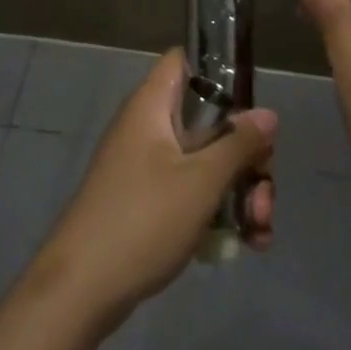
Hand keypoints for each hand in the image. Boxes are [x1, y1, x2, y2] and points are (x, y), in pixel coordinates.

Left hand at [31, 49, 276, 329]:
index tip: (254, 104)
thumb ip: (238, 144)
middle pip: (209, 121)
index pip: (185, 61)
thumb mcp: (201, 181)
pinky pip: (192, 191)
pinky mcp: (148, 201)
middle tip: (264, 193)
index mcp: (151, 106)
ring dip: (240, 191)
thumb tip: (267, 113)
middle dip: (246, 156)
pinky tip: (247, 243)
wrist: (82, 288)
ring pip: (206, 161)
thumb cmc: (143, 220)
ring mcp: (147, 166)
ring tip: (260, 232)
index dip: (220, 71)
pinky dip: (219, 210)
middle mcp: (148, 128)